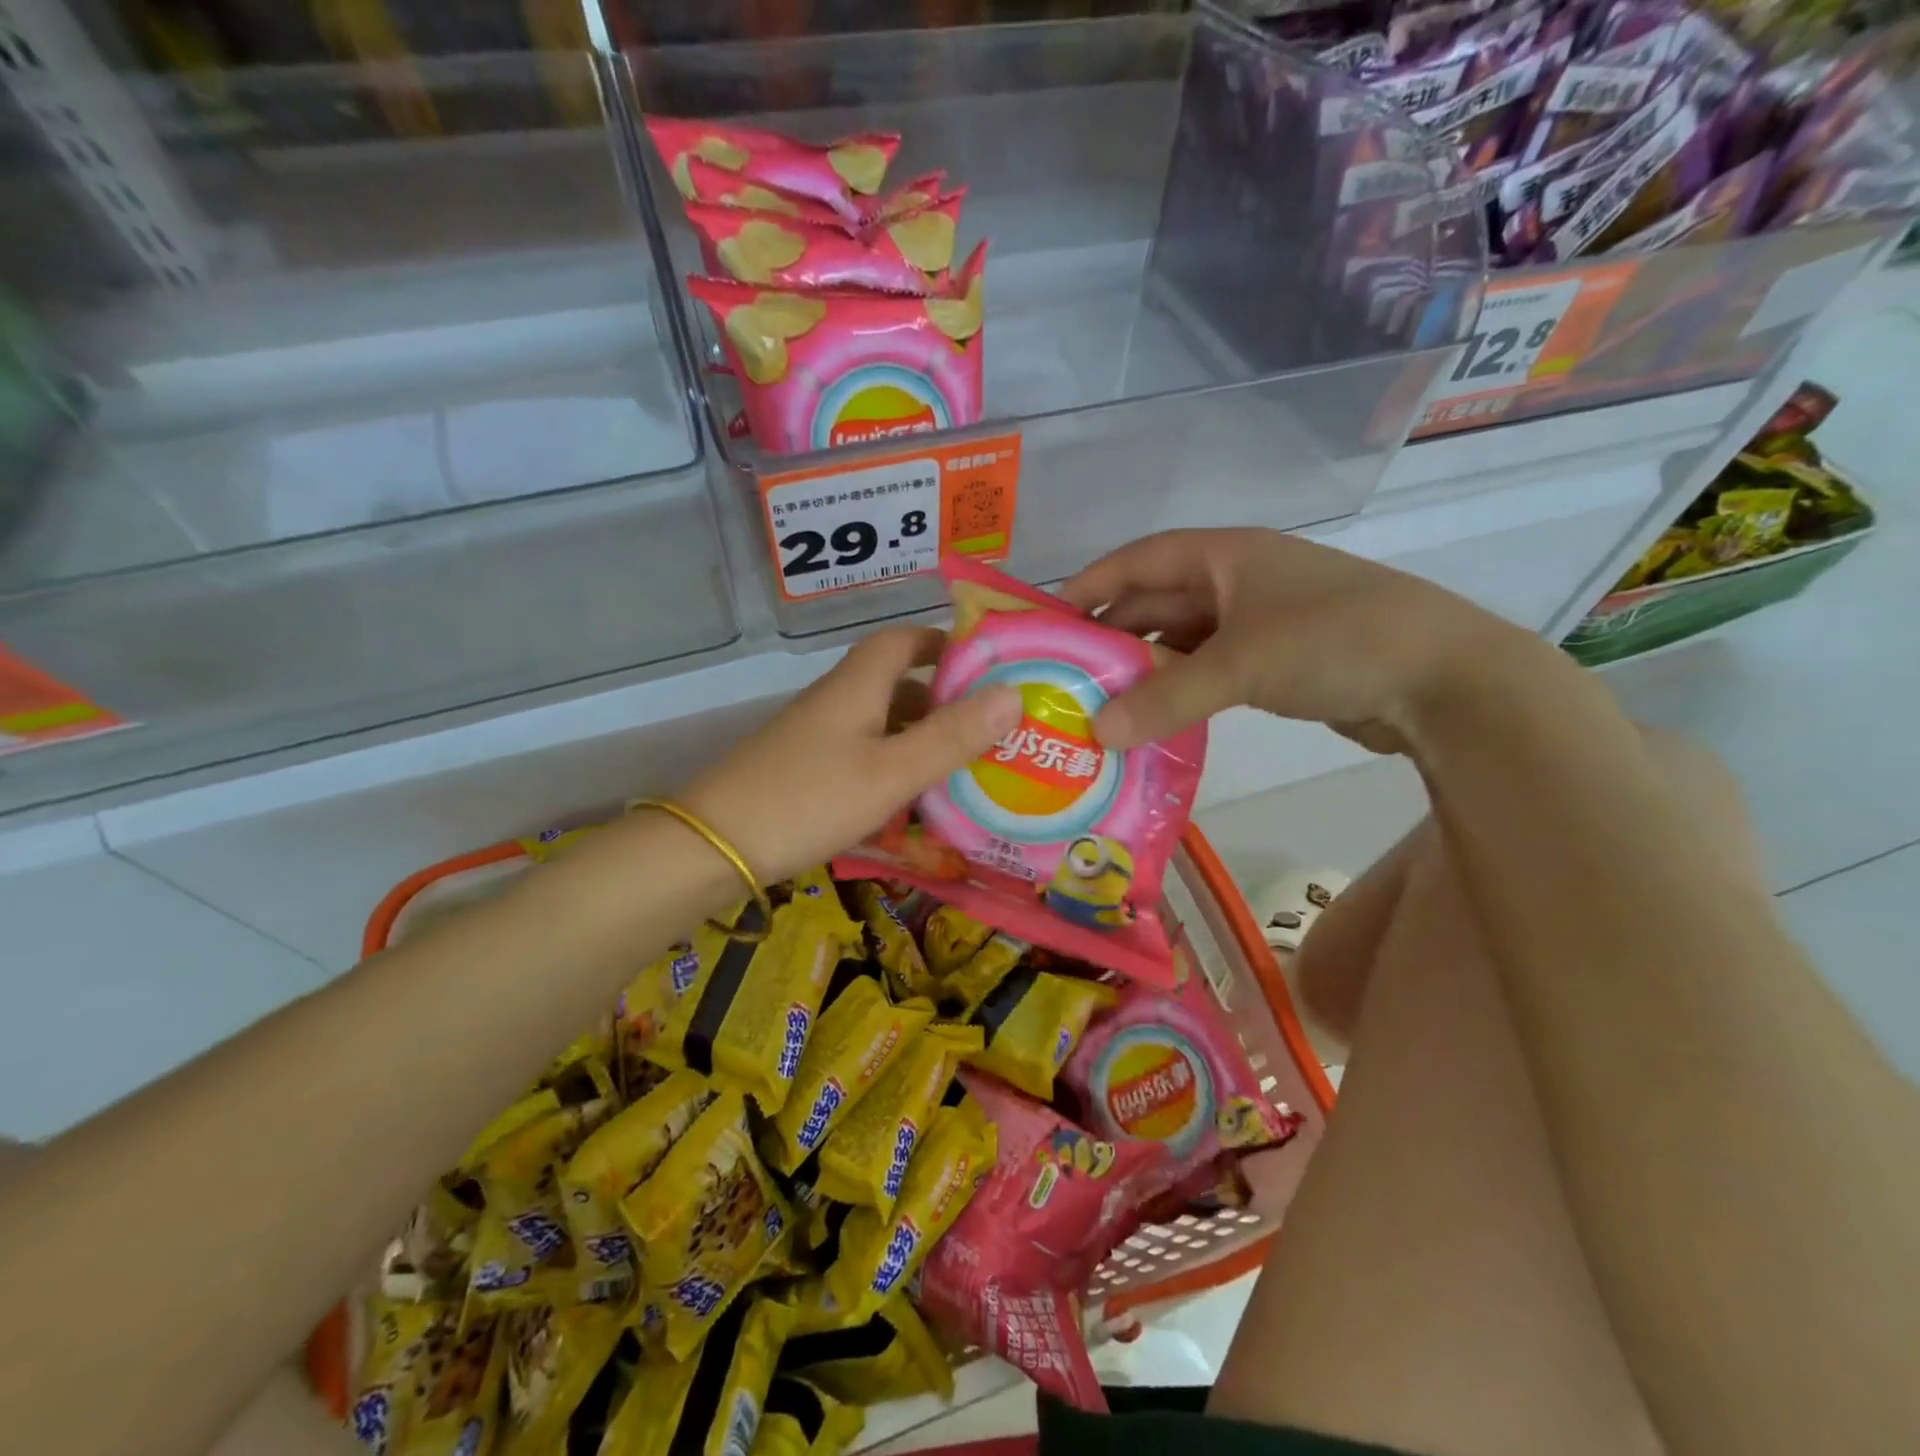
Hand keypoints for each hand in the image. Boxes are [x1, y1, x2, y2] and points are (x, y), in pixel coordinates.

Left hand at [679, 626, 1021, 884]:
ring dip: (920, 737)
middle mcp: (836, 700)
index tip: (987, 666)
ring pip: (880, 723)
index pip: (904, 640)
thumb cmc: (810, 799)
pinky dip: (894, 765)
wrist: (714, 845)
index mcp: (857, 685)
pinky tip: (913, 800)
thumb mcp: (892, 772)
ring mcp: (817, 736)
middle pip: (896, 683)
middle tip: (990, 728)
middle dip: (943, 699)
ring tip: (965, 766)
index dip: (944, 644)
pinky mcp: (805, 769)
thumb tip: (1012, 693)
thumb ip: (951, 736)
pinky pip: (863, 754)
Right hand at [1060, 528, 1545, 752]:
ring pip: (1181, 640)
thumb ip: (1164, 698)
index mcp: (1226, 556)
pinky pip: (1208, 670)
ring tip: (1099, 704)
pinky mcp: (1276, 661)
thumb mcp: (1241, 665)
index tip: (1048, 620)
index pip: (1138, 560)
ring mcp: (1258, 622)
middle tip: (1065, 676)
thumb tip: (1095, 733)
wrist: (1445, 679)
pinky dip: (1178, 690)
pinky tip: (1153, 718)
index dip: (1090, 585)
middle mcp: (1237, 581)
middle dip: (1111, 636)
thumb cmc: (1336, 642)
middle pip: (1155, 601)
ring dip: (1143, 669)